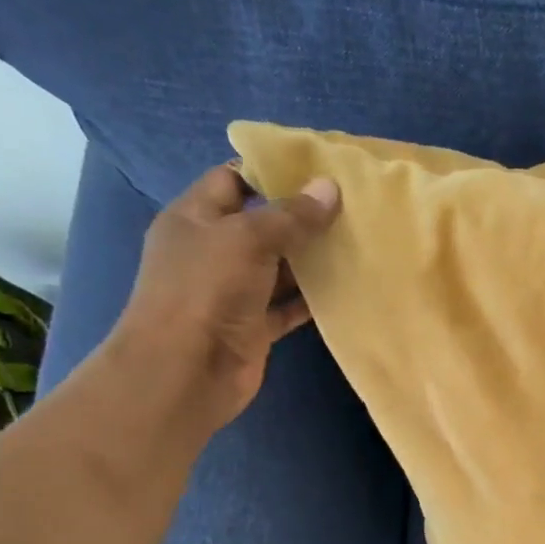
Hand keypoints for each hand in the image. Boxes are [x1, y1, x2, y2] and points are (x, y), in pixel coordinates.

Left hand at [101, 164, 340, 433]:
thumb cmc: (205, 291)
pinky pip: (289, 306)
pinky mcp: (254, 326)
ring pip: (280, 267)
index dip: (271, 172)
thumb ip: (291, 216)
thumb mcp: (247, 239)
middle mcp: (213, 251)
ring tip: (360, 242)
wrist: (184, 372)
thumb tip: (330, 187)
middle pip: (262, 224)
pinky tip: (348, 287)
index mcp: (195, 218)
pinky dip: (314, 298)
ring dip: (313, 259)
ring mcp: (233, 291)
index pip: (233, 180)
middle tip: (352, 207)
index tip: (319, 171)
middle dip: (302, 216)